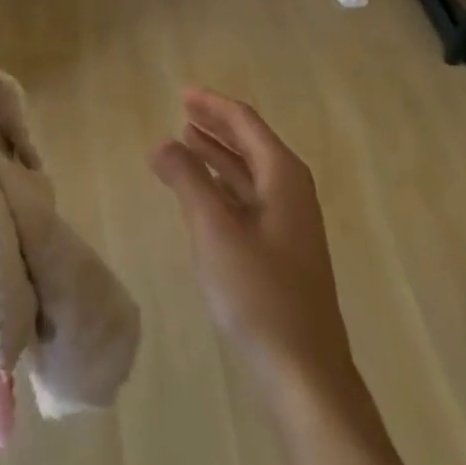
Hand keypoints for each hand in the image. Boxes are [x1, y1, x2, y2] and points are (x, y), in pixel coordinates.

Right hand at [151, 90, 357, 403]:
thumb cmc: (259, 294)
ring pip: (248, 173)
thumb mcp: (215, 231)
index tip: (183, 92)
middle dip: (216, 125)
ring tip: (184, 140)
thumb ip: (187, 180)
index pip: (245, 123)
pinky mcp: (280, 249)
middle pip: (250, 143)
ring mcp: (288, 222)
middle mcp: (291, 191)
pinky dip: (222, 185)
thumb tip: (161, 143)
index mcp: (284, 176)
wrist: (304, 371)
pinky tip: (201, 190)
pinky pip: (247, 199)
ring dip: (217, 154)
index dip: (213, 105)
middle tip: (181, 110)